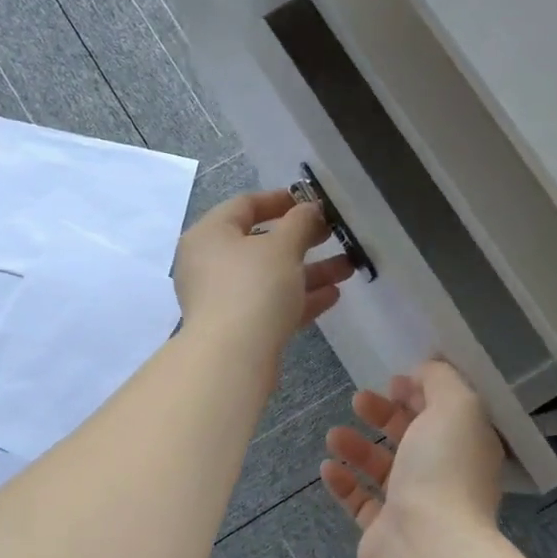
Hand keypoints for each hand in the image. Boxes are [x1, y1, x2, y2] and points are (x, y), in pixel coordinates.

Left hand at [174, 189, 354, 367]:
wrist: (232, 357)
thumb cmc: (253, 287)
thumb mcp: (282, 246)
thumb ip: (300, 222)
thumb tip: (309, 209)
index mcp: (209, 234)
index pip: (245, 204)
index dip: (281, 199)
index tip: (312, 201)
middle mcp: (209, 263)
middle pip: (260, 243)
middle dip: (302, 240)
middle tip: (334, 234)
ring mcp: (221, 298)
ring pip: (270, 277)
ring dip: (308, 271)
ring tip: (347, 268)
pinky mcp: (236, 328)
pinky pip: (270, 304)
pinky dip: (298, 298)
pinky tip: (333, 296)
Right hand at [320, 360, 505, 557]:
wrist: (426, 543)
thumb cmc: (444, 468)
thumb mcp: (456, 405)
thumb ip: (441, 379)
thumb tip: (422, 372)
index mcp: (467, 447)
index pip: (445, 413)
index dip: (419, 393)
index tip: (393, 381)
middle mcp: (445, 476)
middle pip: (410, 438)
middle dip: (382, 415)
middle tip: (358, 401)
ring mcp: (415, 506)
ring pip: (382, 469)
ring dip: (357, 447)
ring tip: (333, 436)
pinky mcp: (384, 531)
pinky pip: (360, 501)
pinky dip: (343, 482)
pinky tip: (327, 468)